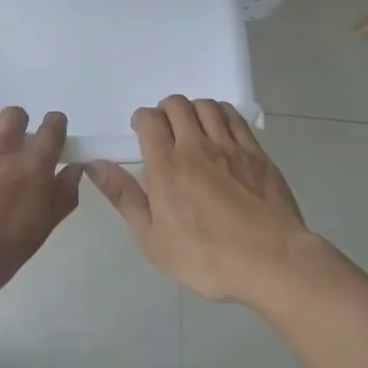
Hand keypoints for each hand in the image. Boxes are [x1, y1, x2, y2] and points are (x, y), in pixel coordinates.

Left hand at [0, 101, 81, 303]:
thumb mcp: (40, 231)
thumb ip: (62, 196)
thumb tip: (74, 169)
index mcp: (32, 165)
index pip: (53, 128)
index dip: (54, 124)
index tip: (52, 129)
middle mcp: (2, 145)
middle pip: (15, 114)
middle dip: (17, 123)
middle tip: (11, 140)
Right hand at [88, 96, 318, 307]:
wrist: (272, 263)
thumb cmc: (206, 258)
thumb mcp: (153, 239)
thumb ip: (124, 197)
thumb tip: (94, 165)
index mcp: (166, 165)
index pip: (148, 119)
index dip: (141, 119)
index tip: (141, 134)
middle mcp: (196, 146)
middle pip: (177, 104)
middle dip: (166, 111)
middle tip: (167, 132)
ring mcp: (230, 146)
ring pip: (206, 105)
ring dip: (194, 110)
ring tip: (193, 129)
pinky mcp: (256, 153)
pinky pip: (234, 117)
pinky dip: (221, 114)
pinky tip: (220, 129)